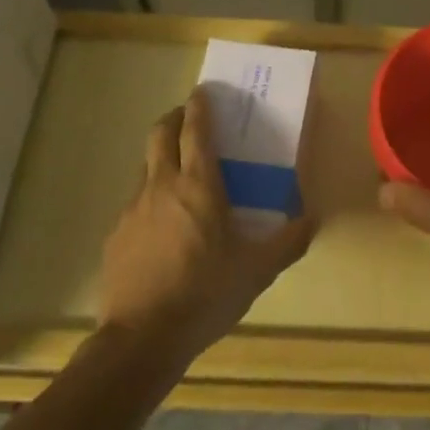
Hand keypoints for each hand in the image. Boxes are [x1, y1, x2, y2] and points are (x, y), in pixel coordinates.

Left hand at [99, 86, 314, 360]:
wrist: (142, 338)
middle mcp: (162, 186)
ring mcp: (133, 209)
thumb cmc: (205, 294)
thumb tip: (312, 219)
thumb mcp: (257, 270)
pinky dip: (150, 196)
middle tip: (187, 116)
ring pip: (145, 166)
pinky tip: (161, 224)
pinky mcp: (116, 235)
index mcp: (199, 186)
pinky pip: (135, 202)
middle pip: (160, 134)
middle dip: (173, 117)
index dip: (199, 107)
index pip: (195, 131)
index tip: (203, 91)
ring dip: (161, 156)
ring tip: (178, 171)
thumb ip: (288, 241)